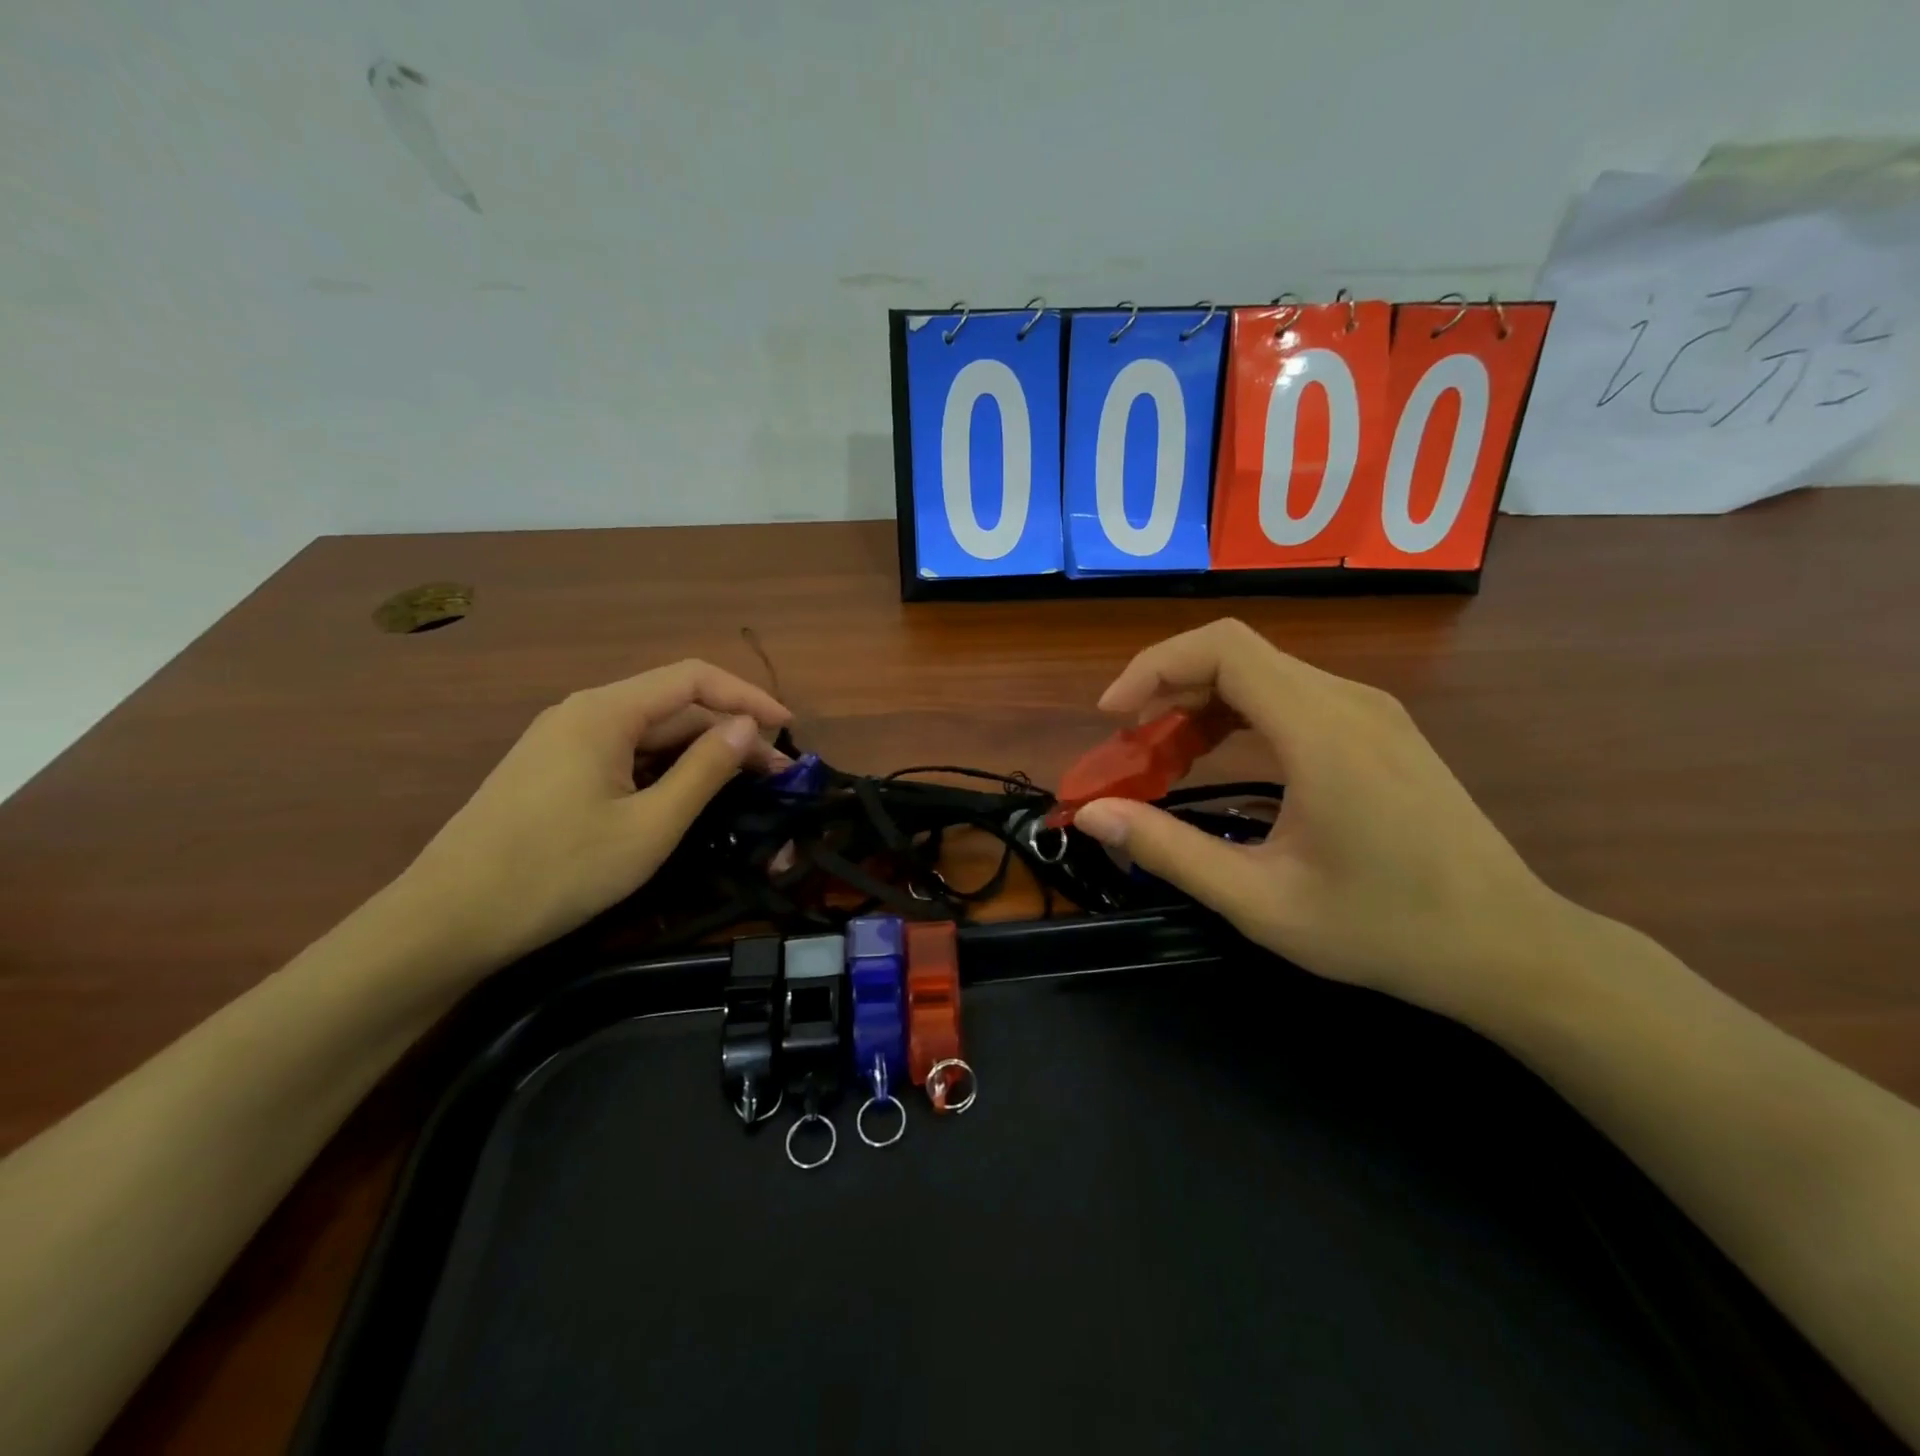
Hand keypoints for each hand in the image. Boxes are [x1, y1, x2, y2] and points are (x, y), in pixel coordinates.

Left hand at [400, 660, 790, 970]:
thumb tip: (748, 728)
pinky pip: (622, 754)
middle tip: (776, 775)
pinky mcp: (552, 771)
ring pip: (648, 732)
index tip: (788, 728)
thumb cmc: (557, 871)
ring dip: (699, 753)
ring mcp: (561, 741)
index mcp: (605, 712)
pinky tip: (685, 796)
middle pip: (672, 705)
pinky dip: (664, 768)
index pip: (693, 678)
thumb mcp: (649, 826)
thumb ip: (704, 770)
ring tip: (743, 786)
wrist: (446, 921)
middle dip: (729, 732)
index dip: (747, 696)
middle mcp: (582, 712)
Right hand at [1072, 620, 1571, 1023]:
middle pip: (1237, 654)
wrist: (1509, 946)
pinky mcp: (1380, 727)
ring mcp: (1371, 710)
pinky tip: (1221, 757)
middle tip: (1131, 748)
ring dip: (1201, 703)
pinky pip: (1292, 695)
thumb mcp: (1260, 901)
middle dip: (1168, 690)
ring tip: (1165, 757)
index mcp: (1322, 732)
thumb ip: (1169, 850)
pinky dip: (1239, 714)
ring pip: (1263, 673)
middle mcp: (1349, 701)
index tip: (1113, 716)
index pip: (1223, 649)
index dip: (1154, 666)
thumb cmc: (1384, 929)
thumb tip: (1092, 813)